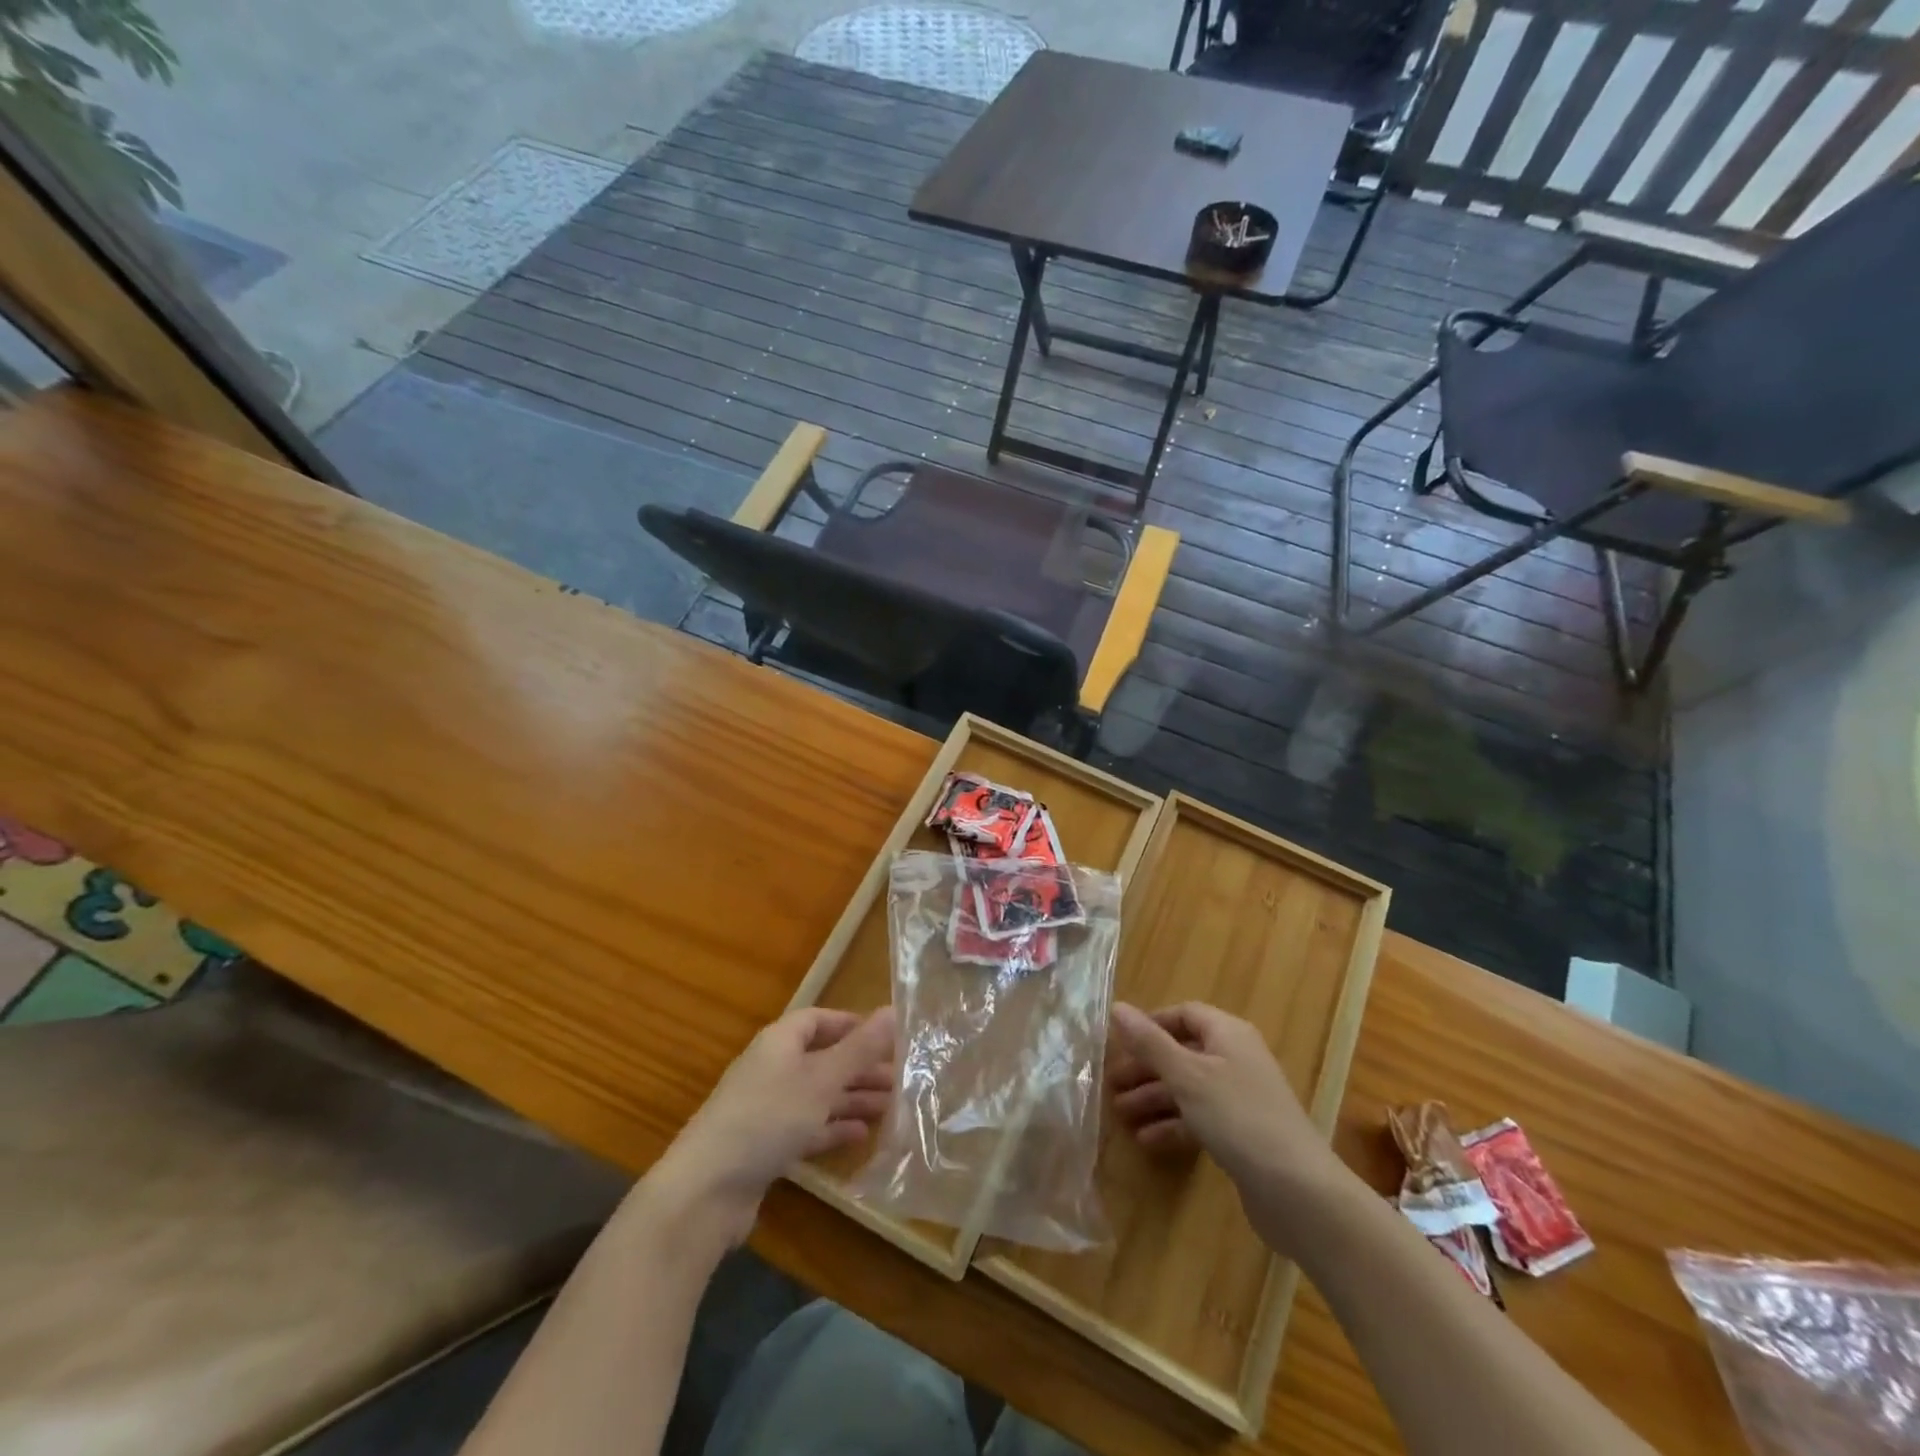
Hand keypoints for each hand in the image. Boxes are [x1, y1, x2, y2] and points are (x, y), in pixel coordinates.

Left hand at [650, 1006, 895, 1244]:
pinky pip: (806, 1127)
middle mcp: (772, 1068)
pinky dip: (833, 1127)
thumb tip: (894, 1010)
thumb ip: (860, 1048)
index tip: (888, 1037)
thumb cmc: (768, 1118)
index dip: (852, 1025)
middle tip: (901, 1078)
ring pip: (817, 1094)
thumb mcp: (822, 1079)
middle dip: (860, 1067)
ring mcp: (766, 1109)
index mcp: (779, 1042)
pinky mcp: (765, 1146)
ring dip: (852, 1098)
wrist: (706, 1191)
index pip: (819, 1020)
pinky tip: (861, 1135)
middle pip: (822, 1058)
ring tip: (891, 1107)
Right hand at [1109, 1002, 1351, 1248]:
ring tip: (1120, 1115)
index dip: (1151, 1025)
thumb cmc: (1238, 1118)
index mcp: (1228, 1034)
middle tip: (1111, 1084)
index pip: (1184, 1014)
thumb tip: (1117, 1007)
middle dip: (1147, 1067)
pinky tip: (1147, 1141)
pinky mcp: (1242, 1134)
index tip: (1119, 1043)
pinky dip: (1173, 1125)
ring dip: (1155, 1099)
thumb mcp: (1187, 1076)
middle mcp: (1236, 1059)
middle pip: (1183, 1052)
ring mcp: (1241, 1098)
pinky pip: (1200, 1119)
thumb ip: (1150, 1042)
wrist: (1299, 1192)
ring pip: (1189, 1088)